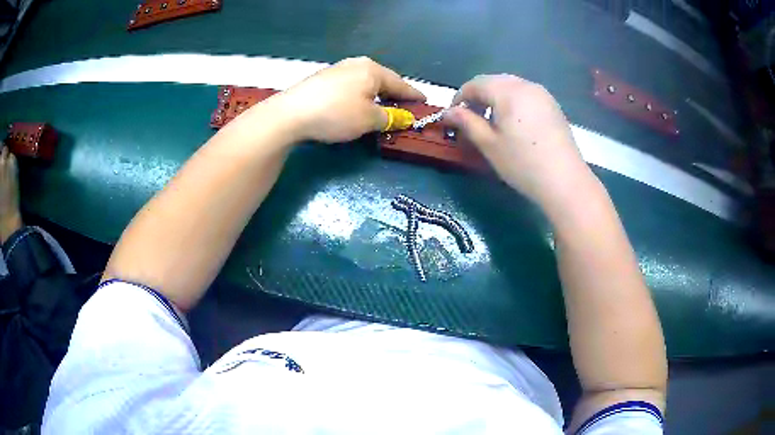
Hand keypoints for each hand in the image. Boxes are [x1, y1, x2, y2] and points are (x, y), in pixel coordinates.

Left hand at [265, 57, 425, 143]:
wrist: (290, 114)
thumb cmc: (336, 114)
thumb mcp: (368, 119)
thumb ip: (390, 118)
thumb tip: (404, 118)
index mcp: (372, 70)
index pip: (400, 84)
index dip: (413, 96)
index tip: (425, 103)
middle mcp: (356, 64)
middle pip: (383, 81)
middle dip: (394, 95)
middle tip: (405, 108)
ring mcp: (338, 70)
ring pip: (365, 83)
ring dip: (376, 96)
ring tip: (382, 108)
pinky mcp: (323, 79)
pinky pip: (351, 87)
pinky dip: (359, 97)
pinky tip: (357, 106)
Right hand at [444, 74, 593, 208]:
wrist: (565, 181)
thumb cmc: (522, 163)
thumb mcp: (489, 144)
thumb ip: (466, 122)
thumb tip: (447, 112)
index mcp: (508, 91)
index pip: (475, 84)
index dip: (459, 97)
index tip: (452, 116)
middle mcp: (526, 85)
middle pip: (493, 81)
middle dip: (478, 96)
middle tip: (471, 119)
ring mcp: (542, 94)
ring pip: (510, 86)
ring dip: (495, 98)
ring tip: (492, 122)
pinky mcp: (552, 105)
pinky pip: (525, 95)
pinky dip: (512, 102)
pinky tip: (513, 123)